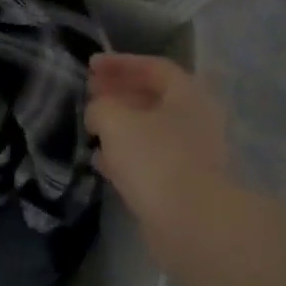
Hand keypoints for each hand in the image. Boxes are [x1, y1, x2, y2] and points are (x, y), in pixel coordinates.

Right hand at [85, 53, 229, 225]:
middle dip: (118, 94)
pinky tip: (102, 162)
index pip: (153, 67)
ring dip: (120, 126)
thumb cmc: (155, 158)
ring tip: (90, 128)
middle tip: (89, 95)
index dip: (120, 63)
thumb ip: (101, 107)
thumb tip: (98, 112)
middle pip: (153, 98)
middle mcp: (196, 119)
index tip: (90, 66)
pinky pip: (150, 159)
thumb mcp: (115, 121)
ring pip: (150, 130)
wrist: (192, 222)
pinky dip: (126, 155)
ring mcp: (193, 153)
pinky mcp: (184, 184)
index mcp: (188, 94)